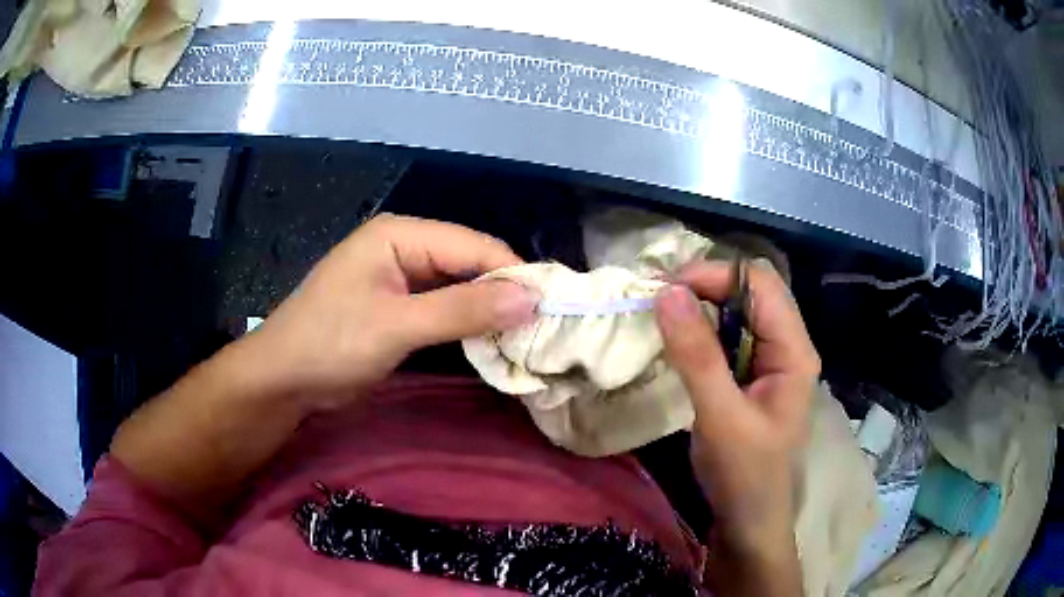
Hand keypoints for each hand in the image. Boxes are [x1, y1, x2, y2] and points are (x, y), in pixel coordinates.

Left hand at [247, 214, 539, 409]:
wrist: (284, 379)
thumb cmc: (331, 343)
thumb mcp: (397, 326)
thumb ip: (463, 310)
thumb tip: (531, 298)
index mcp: (400, 234)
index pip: (472, 245)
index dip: (512, 274)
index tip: (550, 308)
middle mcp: (404, 246)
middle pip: (468, 263)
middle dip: (502, 294)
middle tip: (542, 327)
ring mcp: (401, 276)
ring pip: (459, 287)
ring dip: (487, 311)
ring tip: (526, 336)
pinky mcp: (399, 305)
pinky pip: (444, 307)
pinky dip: (467, 323)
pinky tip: (492, 340)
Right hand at [655, 259, 819, 594]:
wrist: (749, 523)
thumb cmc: (744, 475)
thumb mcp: (720, 416)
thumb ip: (697, 355)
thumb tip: (667, 292)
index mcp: (794, 351)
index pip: (759, 284)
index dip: (714, 275)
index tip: (665, 288)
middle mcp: (787, 346)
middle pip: (751, 292)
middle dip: (706, 287)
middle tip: (658, 300)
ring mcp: (770, 362)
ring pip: (738, 313)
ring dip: (701, 308)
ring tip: (663, 315)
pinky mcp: (752, 377)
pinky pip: (729, 338)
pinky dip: (702, 331)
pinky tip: (679, 342)